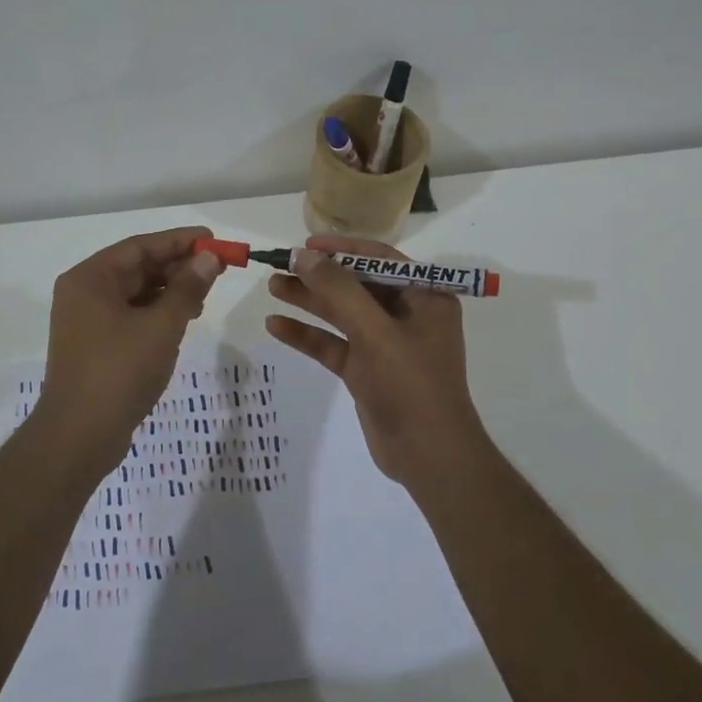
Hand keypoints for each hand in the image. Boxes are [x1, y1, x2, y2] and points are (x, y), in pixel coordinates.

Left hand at [38, 227, 225, 474]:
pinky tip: (184, 318)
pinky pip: (131, 315)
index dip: (179, 241)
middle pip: (137, 267)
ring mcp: (88, 321)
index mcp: (90, 278)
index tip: (213, 240)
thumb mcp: (161, 326)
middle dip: (177, 266)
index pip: (140, 246)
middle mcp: (84, 293)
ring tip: (205, 294)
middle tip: (217, 268)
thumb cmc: (119, 372)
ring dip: (170, 290)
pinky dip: (158, 312)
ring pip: (136, 292)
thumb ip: (187, 288)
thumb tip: (208, 258)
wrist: (79, 437)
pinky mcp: (96, 345)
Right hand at [264, 235, 491, 488]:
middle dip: (319, 276)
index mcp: (425, 297)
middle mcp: (407, 315)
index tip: (306, 245)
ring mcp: (386, 344)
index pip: (380, 259)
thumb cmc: (411, 385)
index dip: (342, 249)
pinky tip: (276, 326)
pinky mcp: (367, 371)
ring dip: (309, 301)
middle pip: (356, 285)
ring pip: (342, 314)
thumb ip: (339, 291)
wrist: (428, 457)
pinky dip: (308, 335)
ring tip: (272, 287)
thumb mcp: (375, 332)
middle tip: (280, 265)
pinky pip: (334, 344)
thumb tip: (303, 256)